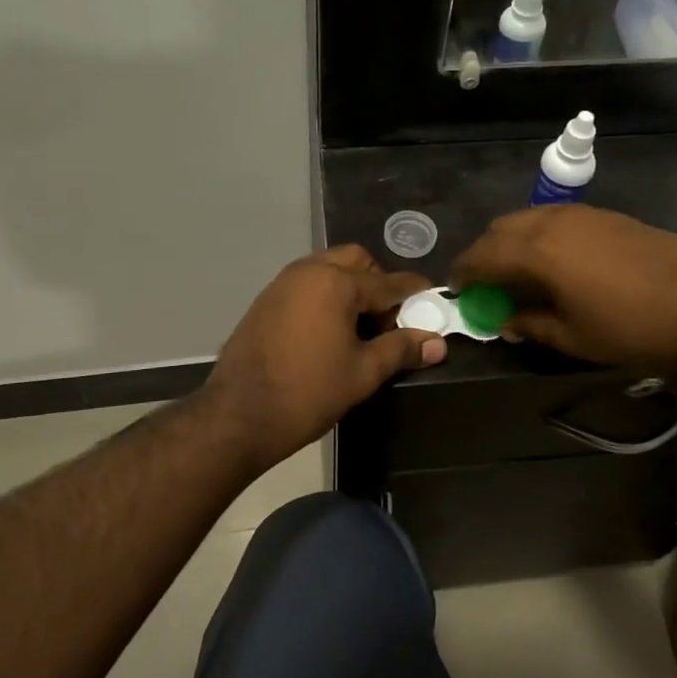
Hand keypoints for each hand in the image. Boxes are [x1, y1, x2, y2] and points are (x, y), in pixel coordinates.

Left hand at [204, 245, 446, 471]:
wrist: (238, 416)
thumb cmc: (308, 393)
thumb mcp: (363, 372)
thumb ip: (401, 349)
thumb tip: (438, 343)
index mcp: (336, 283)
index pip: (389, 282)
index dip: (414, 294)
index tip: (434, 302)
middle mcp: (309, 271)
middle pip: (357, 261)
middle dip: (379, 283)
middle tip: (388, 321)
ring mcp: (283, 283)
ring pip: (329, 269)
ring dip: (351, 288)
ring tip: (360, 329)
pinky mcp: (266, 299)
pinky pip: (307, 284)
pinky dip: (326, 296)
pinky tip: (329, 331)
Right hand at [450, 205, 676, 373]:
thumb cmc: (632, 328)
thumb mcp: (573, 337)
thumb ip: (531, 324)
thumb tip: (507, 321)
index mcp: (536, 250)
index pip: (482, 254)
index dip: (464, 271)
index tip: (455, 288)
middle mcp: (553, 221)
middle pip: (502, 228)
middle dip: (485, 253)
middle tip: (485, 283)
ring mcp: (584, 214)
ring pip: (531, 218)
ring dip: (514, 242)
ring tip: (518, 273)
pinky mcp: (610, 216)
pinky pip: (558, 219)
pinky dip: (542, 236)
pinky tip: (556, 263)